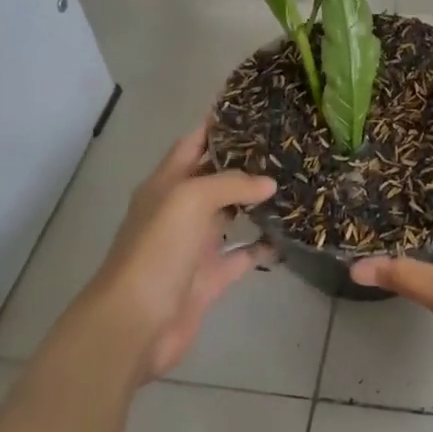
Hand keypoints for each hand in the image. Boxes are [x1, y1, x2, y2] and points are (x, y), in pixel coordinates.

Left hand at [88, 125, 275, 380]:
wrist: (135, 324)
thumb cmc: (157, 251)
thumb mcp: (190, 199)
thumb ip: (231, 183)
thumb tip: (269, 183)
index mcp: (166, 184)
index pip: (194, 143)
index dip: (219, 124)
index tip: (256, 108)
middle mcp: (180, 210)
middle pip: (216, 177)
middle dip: (248, 161)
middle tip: (289, 145)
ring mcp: (196, 244)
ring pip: (233, 213)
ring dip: (259, 201)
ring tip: (297, 182)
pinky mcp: (211, 276)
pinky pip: (243, 254)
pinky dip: (265, 245)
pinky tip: (291, 233)